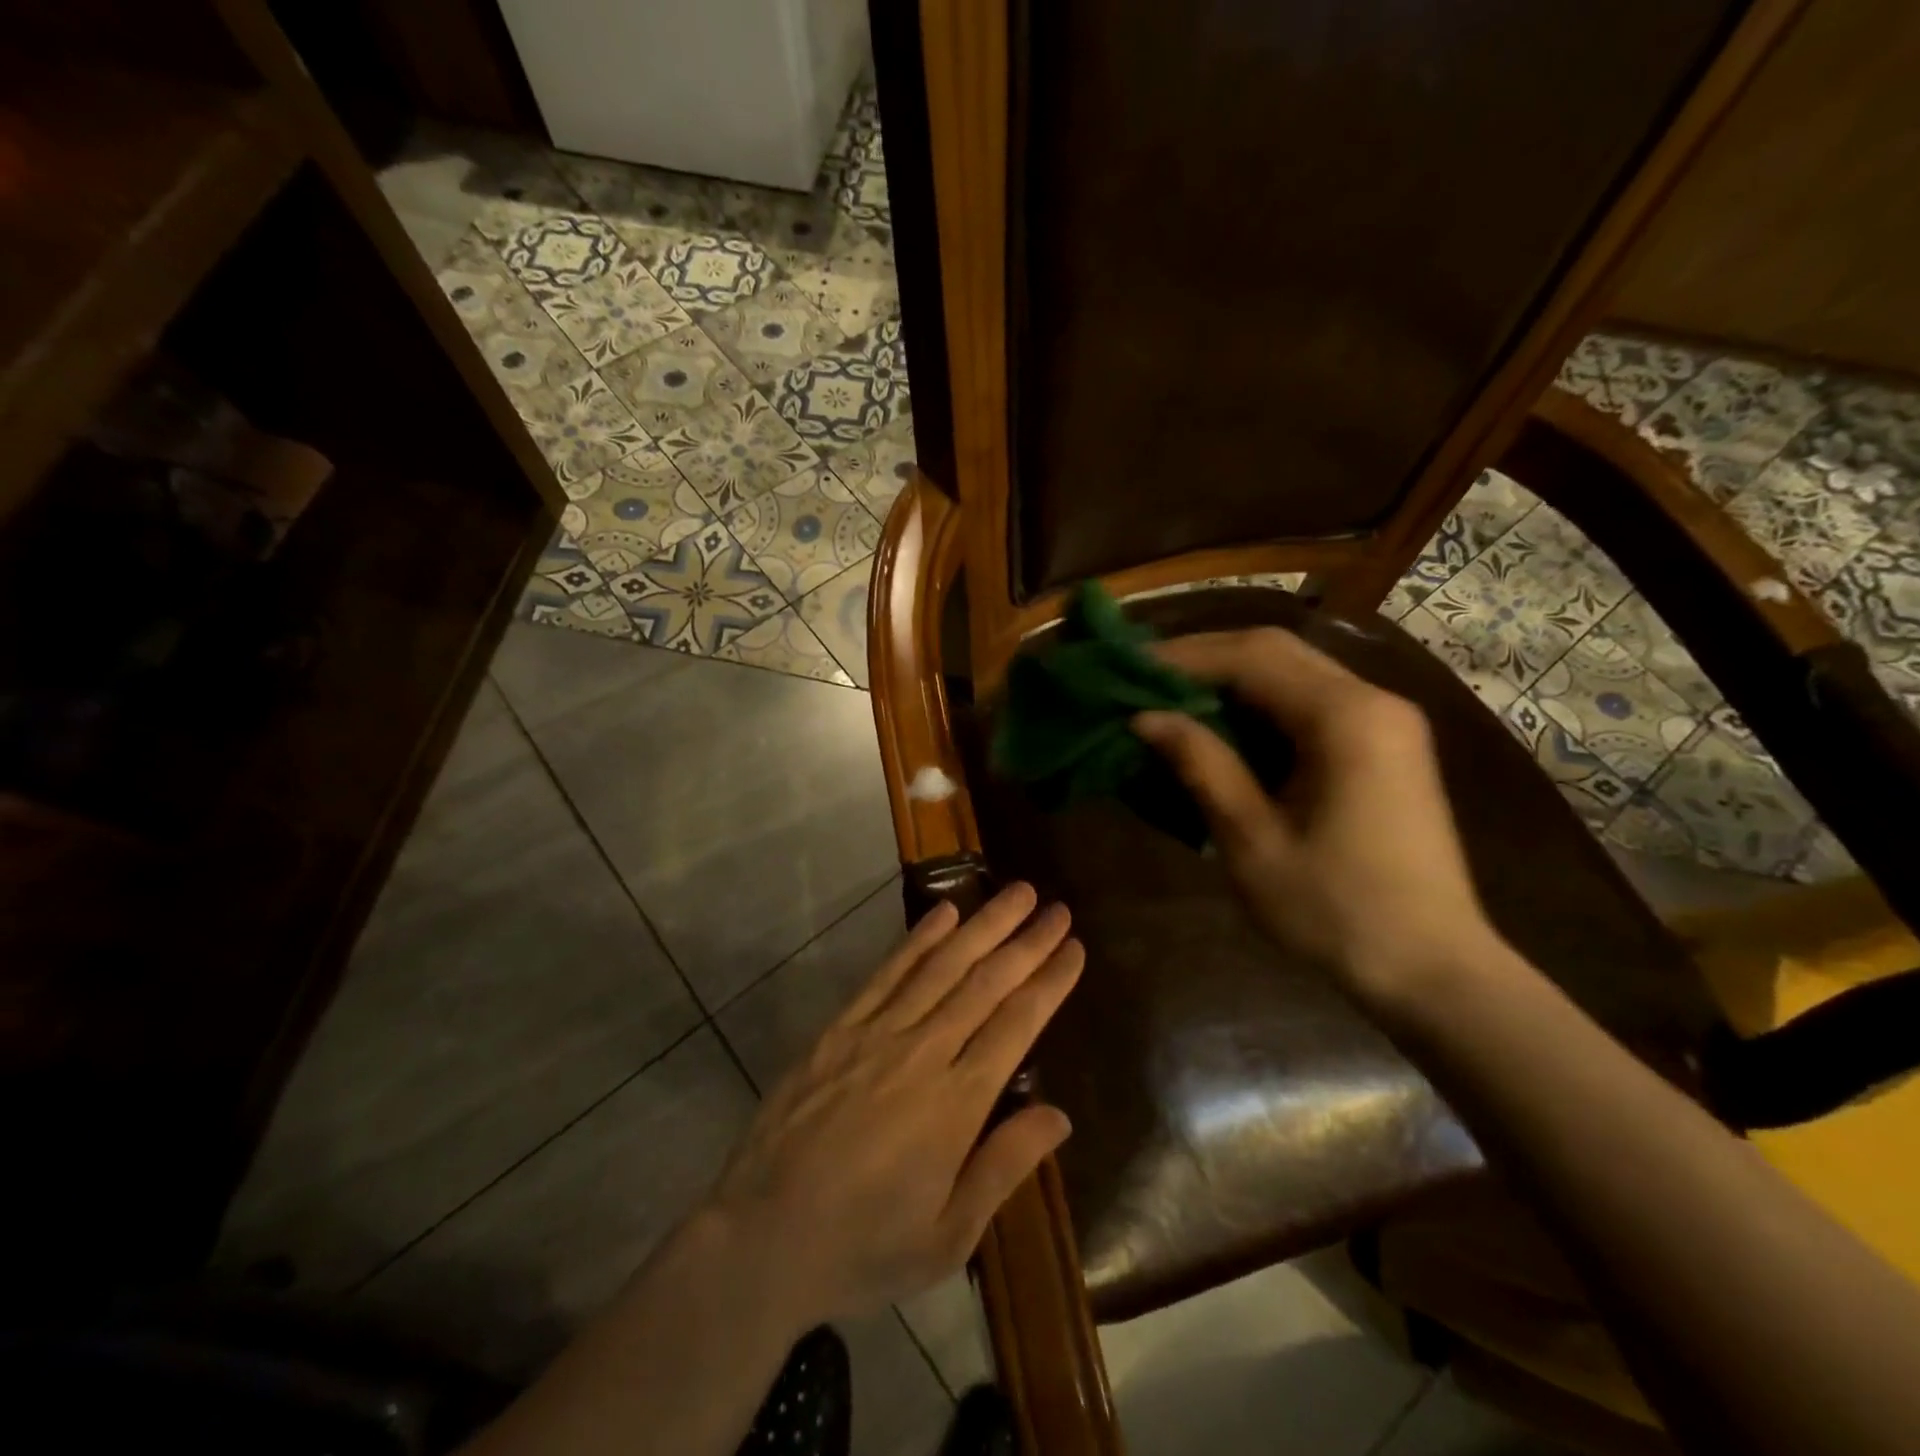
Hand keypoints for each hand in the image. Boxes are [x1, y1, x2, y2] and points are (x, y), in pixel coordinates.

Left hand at [702, 883, 1082, 1328]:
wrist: (761, 1237)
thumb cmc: (862, 1246)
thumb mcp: (947, 1237)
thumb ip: (1004, 1168)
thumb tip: (1059, 1115)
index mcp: (956, 1104)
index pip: (1017, 1025)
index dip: (1050, 982)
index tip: (1074, 948)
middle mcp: (923, 1053)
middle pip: (986, 983)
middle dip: (1027, 942)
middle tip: (1057, 908)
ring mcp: (878, 1033)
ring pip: (943, 966)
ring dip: (983, 925)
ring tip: (1015, 893)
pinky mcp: (840, 1027)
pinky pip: (888, 973)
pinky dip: (918, 939)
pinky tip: (944, 912)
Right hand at [1132, 627, 1498, 1006]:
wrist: (1432, 969)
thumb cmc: (1336, 911)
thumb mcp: (1252, 840)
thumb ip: (1201, 765)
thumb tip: (1145, 717)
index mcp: (1345, 718)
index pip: (1251, 657)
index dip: (1183, 657)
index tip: (1127, 667)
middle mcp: (1372, 701)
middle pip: (1275, 651)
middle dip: (1203, 658)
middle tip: (1142, 677)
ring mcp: (1384, 720)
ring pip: (1293, 671)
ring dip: (1229, 677)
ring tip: (1169, 696)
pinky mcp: (1383, 743)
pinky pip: (1310, 701)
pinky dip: (1258, 703)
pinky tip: (1221, 723)